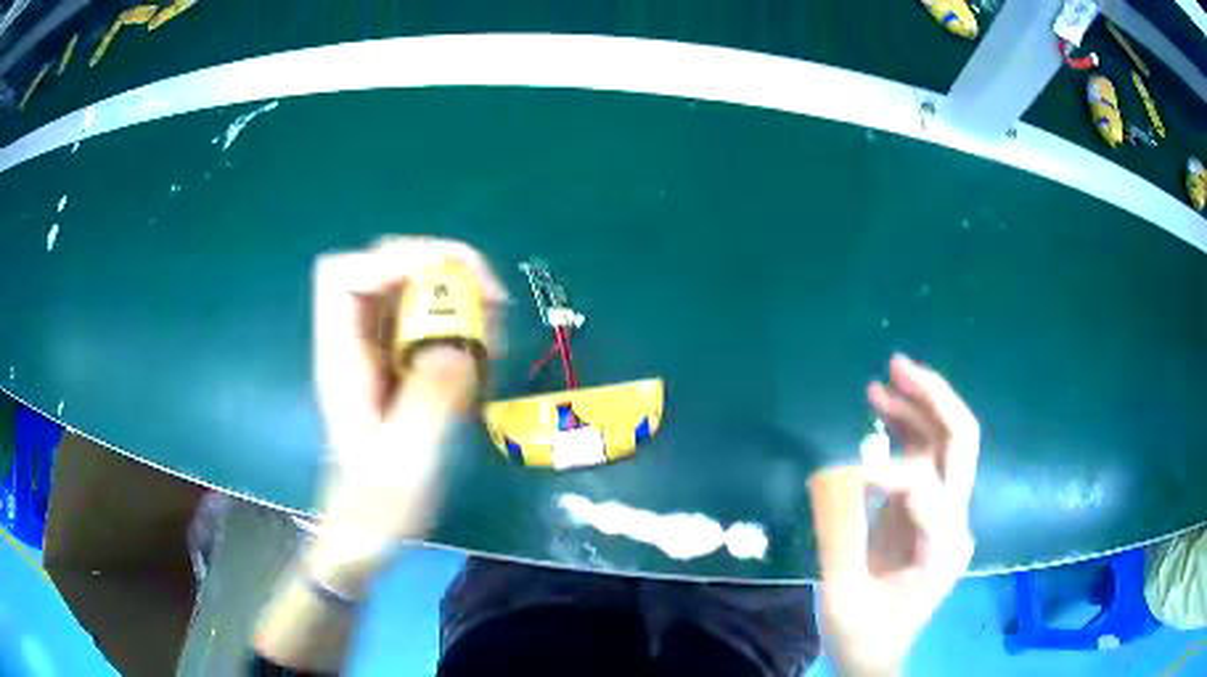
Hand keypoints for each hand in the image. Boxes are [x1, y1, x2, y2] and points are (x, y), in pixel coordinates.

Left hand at [307, 237, 507, 595]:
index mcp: (341, 359)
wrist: (368, 532)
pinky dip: (461, 323)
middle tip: (490, 298)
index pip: (343, 276)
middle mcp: (354, 344)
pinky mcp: (398, 366)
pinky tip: (485, 353)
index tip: (447, 282)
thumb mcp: (407, 460)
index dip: (392, 262)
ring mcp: (376, 353)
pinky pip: (428, 321)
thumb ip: (430, 399)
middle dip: (438, 267)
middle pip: (382, 267)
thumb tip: (459, 344)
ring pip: (409, 289)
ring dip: (456, 294)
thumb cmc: (378, 505)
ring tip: (494, 327)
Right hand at [809, 354, 979, 675]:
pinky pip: (923, 460)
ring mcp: (945, 515)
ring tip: (884, 379)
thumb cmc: (862, 634)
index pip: (923, 486)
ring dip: (918, 407)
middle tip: (898, 366)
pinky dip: (906, 430)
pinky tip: (882, 410)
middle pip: (960, 442)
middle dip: (933, 398)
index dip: (884, 470)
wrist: (876, 654)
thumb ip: (843, 533)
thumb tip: (840, 475)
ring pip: (944, 443)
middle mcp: (956, 522)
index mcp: (942, 546)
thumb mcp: (843, 594)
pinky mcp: (928, 513)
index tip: (841, 477)